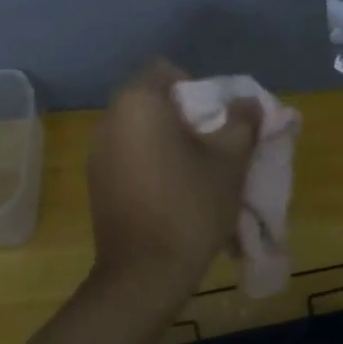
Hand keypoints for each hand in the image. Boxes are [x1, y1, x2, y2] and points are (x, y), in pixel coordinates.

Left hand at [87, 60, 261, 299]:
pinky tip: (168, 191)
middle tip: (209, 143)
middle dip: (181, 114)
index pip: (166, 70)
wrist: (145, 273)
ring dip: (164, 138)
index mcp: (138, 103)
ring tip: (192, 169)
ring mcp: (97, 152)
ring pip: (137, 128)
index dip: (195, 86)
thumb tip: (247, 101)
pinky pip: (126, 154)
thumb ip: (242, 121)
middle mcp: (109, 119)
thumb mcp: (230, 160)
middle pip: (149, 99)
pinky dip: (148, 160)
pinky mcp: (95, 181)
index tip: (213, 118)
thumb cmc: (191, 205)